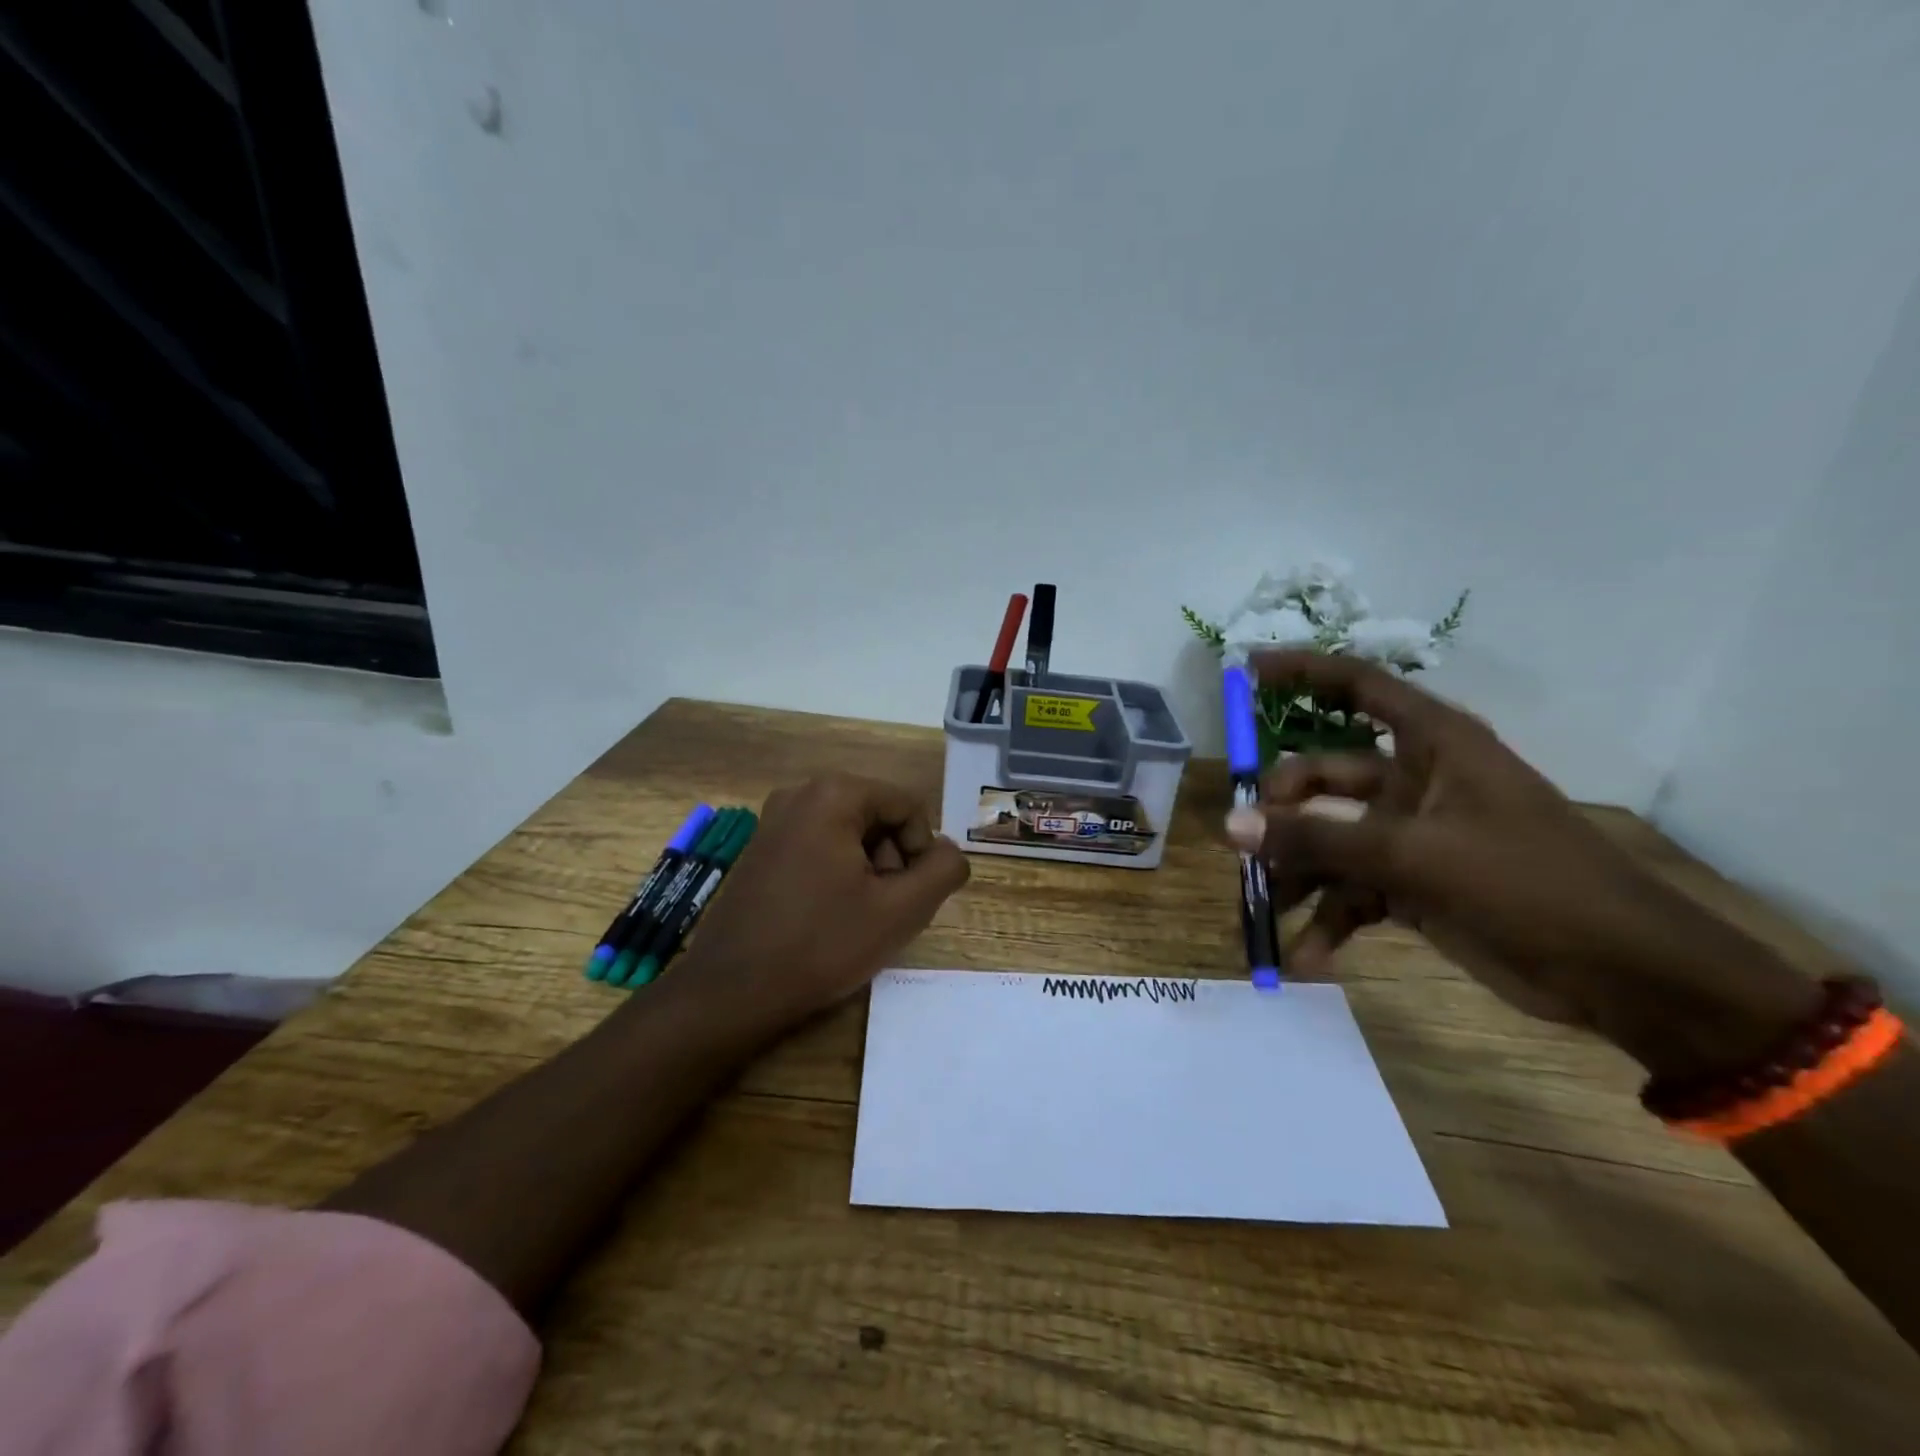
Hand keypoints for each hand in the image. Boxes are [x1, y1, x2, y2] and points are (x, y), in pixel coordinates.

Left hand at [679, 774, 969, 1030]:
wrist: (732, 991)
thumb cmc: (821, 945)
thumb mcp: (900, 910)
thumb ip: (942, 871)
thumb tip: (950, 852)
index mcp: (833, 794)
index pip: (907, 807)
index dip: (921, 851)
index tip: (909, 896)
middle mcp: (799, 793)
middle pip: (877, 816)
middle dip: (892, 860)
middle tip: (885, 909)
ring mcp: (773, 820)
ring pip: (850, 833)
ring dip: (867, 870)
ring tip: (857, 917)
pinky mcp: (760, 848)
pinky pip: (819, 846)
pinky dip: (837, 873)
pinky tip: (828, 915)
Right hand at [1228, 651, 1816, 1077]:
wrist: (1624, 975)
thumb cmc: (1528, 885)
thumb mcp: (1414, 855)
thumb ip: (1317, 838)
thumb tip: (1231, 824)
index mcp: (1433, 745)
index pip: (1358, 687)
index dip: (1302, 672)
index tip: (1246, 671)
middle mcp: (1415, 781)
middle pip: (1323, 774)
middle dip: (1280, 809)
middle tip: (1243, 843)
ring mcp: (1411, 835)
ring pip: (1329, 839)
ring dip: (1295, 874)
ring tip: (1263, 909)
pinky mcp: (1412, 885)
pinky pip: (1350, 892)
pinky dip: (1327, 920)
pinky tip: (1305, 958)